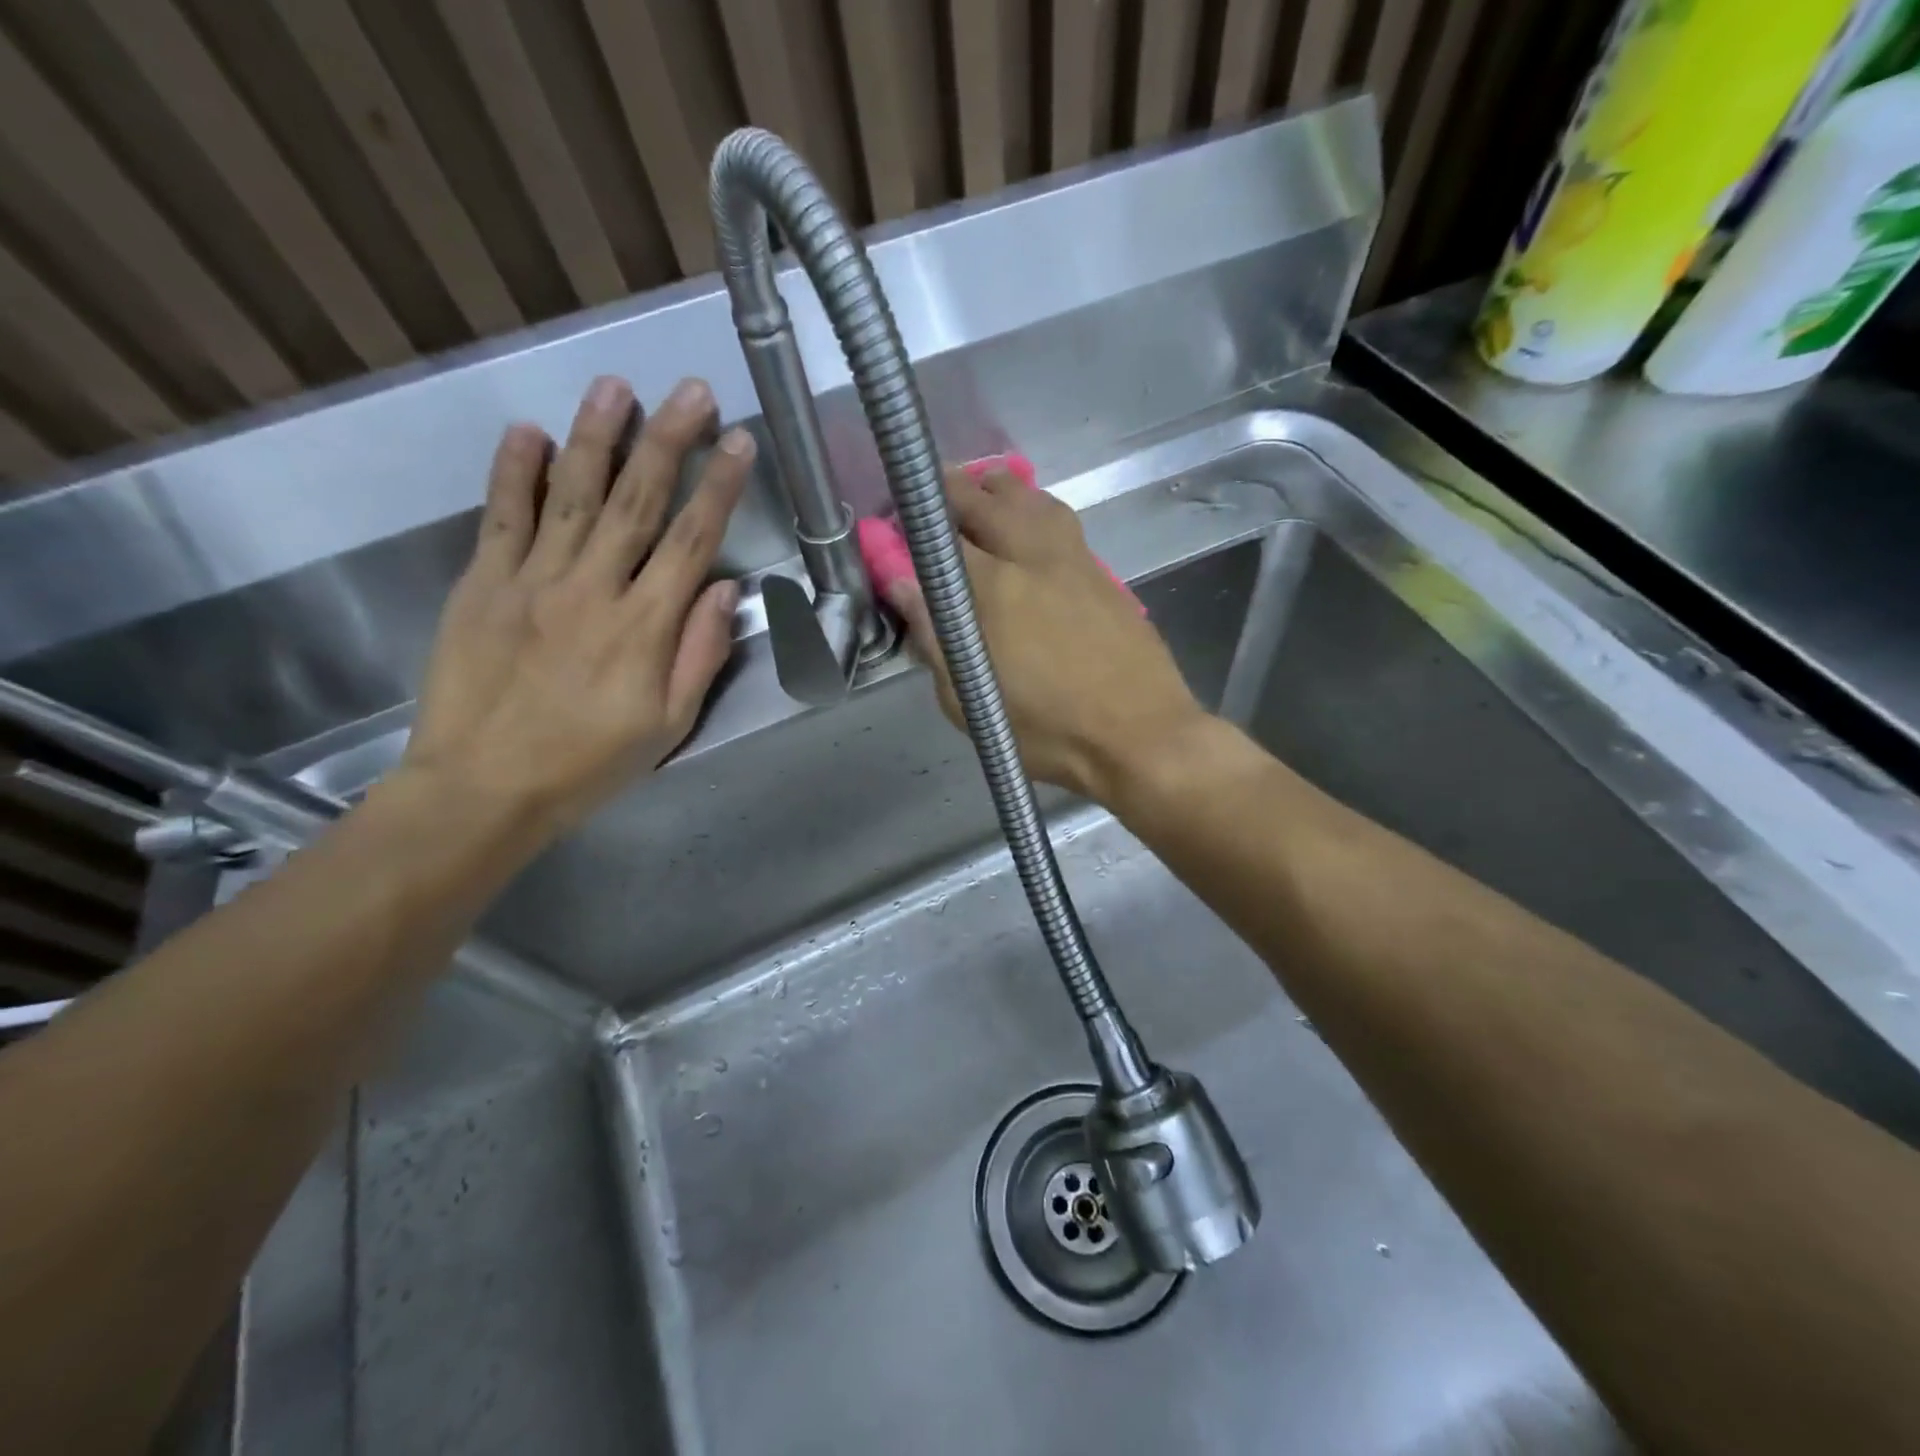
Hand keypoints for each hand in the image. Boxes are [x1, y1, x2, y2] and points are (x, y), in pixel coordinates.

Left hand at [402, 375, 750, 831]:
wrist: (483, 788)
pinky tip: (530, 432)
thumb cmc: (589, 764)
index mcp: (644, 627)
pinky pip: (502, 518)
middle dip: (669, 441)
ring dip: (596, 437)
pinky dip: (515, 472)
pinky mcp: (483, 584)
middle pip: (637, 502)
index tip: (739, 443)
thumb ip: (700, 655)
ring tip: (616, 387)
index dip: (719, 488)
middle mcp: (592, 589)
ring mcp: (532, 580)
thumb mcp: (669, 726)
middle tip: (691, 391)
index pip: (691, 541)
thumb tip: (724, 590)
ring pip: (572, 495)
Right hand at [882, 468, 1207, 804]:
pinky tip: (1026, 523)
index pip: (940, 534)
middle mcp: (1032, 558)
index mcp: (994, 589)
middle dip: (948, 490)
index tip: (894, 527)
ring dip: (995, 490)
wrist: (1140, 735)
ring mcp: (1072, 559)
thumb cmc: (1048, 731)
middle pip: (985, 499)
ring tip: (976, 495)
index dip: (911, 524)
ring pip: (1029, 498)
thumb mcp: (971, 701)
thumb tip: (903, 584)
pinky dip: (1032, 508)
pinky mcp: (1100, 571)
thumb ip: (933, 638)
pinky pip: (1059, 519)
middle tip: (928, 502)